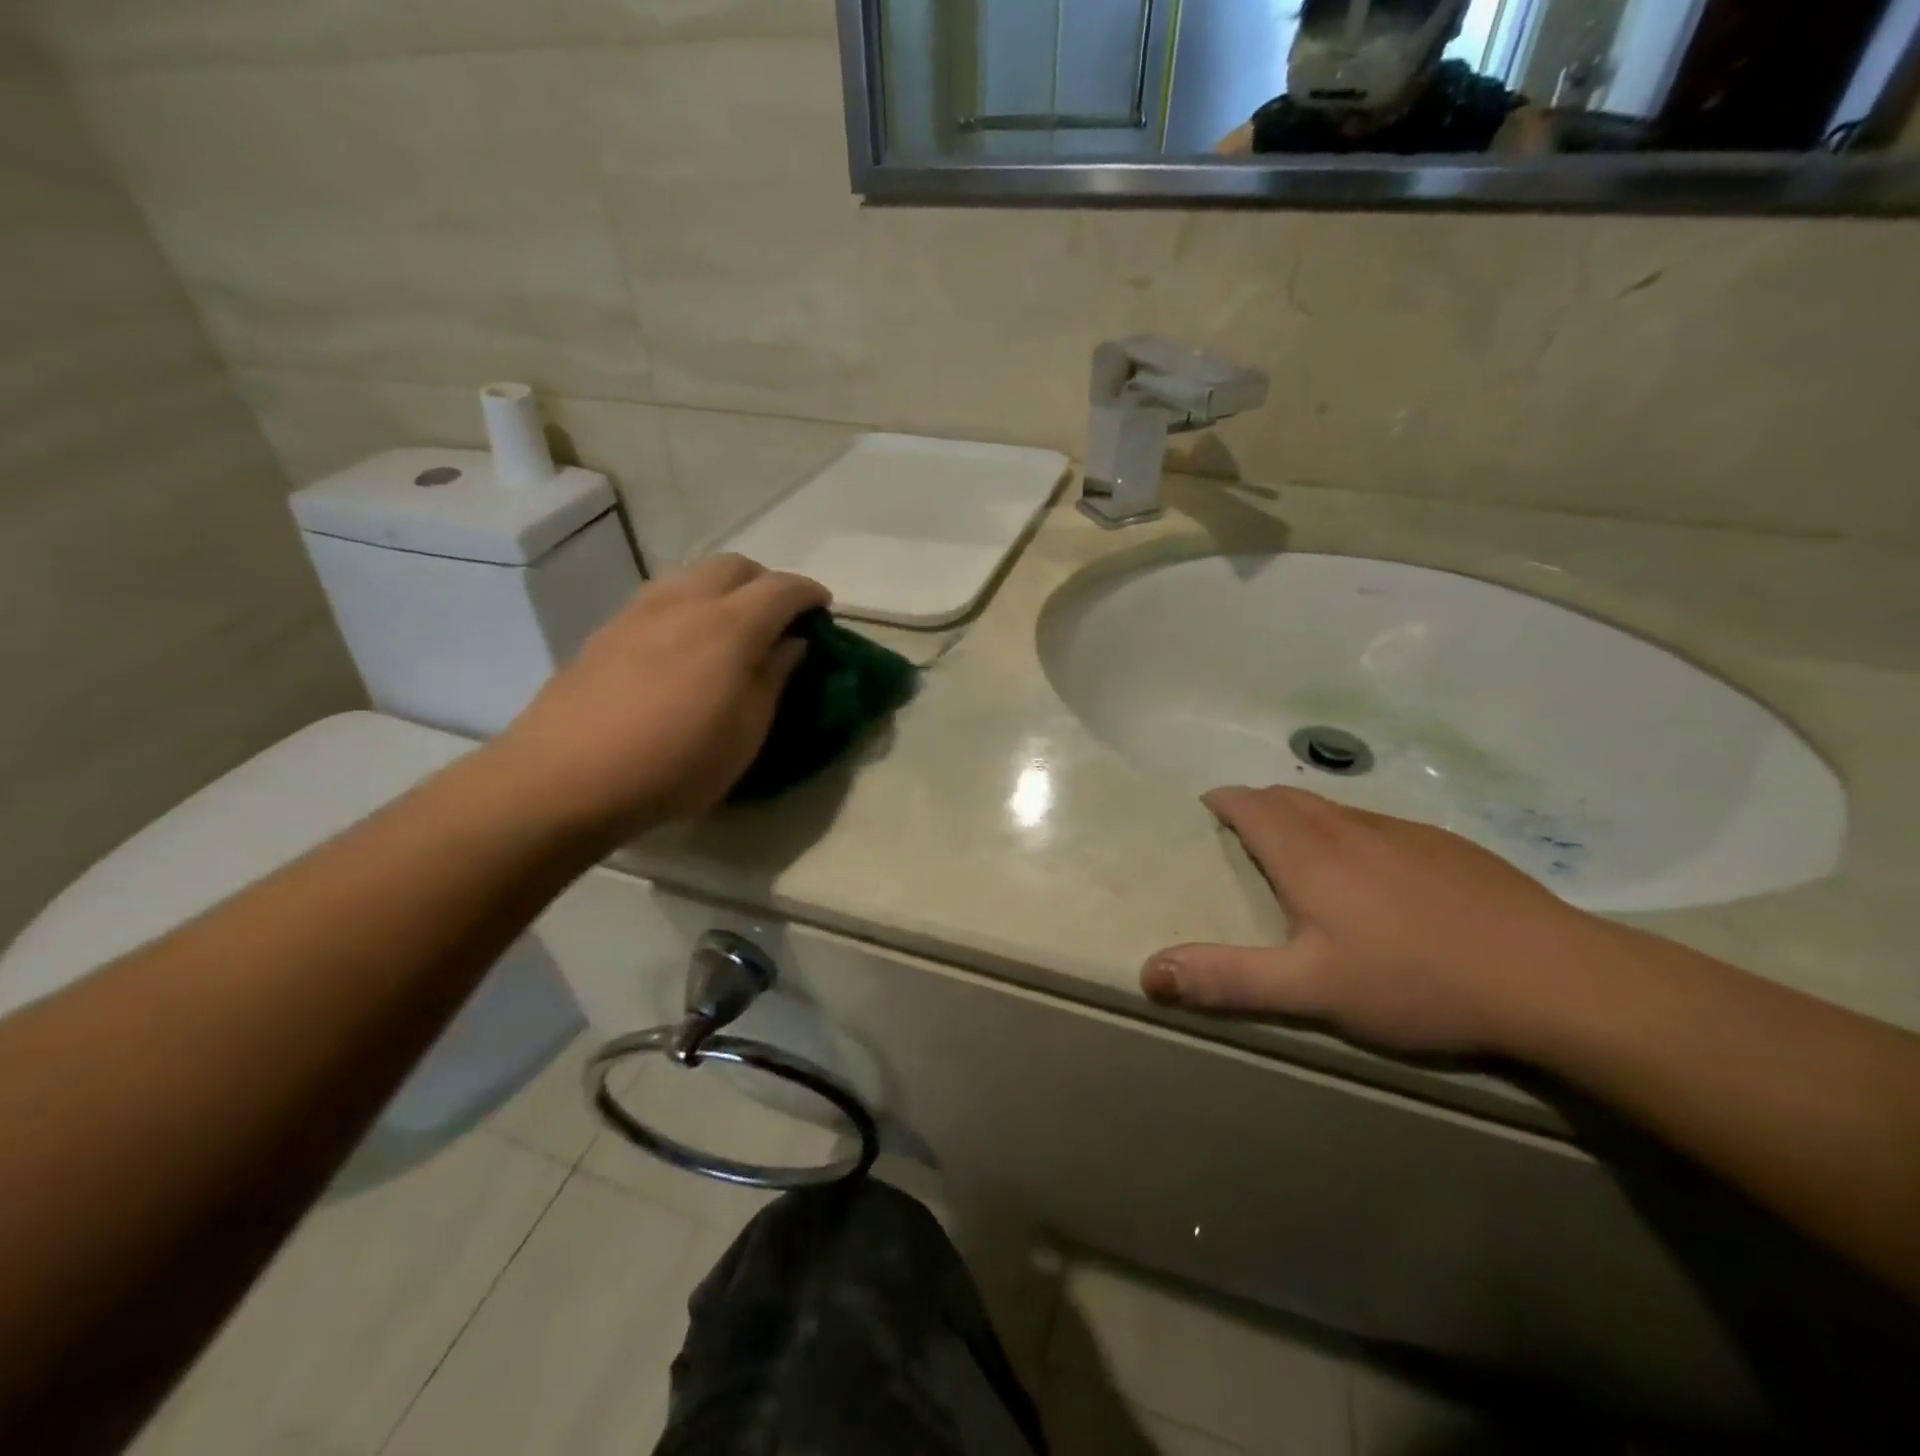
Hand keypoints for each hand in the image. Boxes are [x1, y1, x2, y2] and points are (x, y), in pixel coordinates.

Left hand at [496, 555, 828, 837]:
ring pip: (693, 573)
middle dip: (766, 581)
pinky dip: (688, 601)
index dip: (809, 593)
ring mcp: (641, 610)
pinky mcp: (608, 628)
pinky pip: (661, 594)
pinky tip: (683, 639)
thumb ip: (774, 678)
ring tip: (731, 623)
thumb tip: (792, 643)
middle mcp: (687, 602)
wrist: (567, 775)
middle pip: (736, 565)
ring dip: (724, 586)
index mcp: (731, 626)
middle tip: (779, 616)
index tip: (823, 608)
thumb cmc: (676, 762)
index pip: (782, 588)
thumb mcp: (747, 732)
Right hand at [1142, 787, 1604, 1055]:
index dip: (1220, 802)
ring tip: (1299, 857)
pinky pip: (1378, 827)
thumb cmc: (1414, 979)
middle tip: (1241, 839)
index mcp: (1307, 851)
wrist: (1553, 978)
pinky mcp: (1448, 847)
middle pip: (1287, 797)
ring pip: (1334, 810)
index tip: (1204, 815)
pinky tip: (1376, 880)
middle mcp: (1349, 826)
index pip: (1248, 803)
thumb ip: (1225, 979)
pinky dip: (1351, 835)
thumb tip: (1147, 972)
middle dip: (1255, 807)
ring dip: (1303, 819)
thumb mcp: (1308, 990)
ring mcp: (1403, 832)